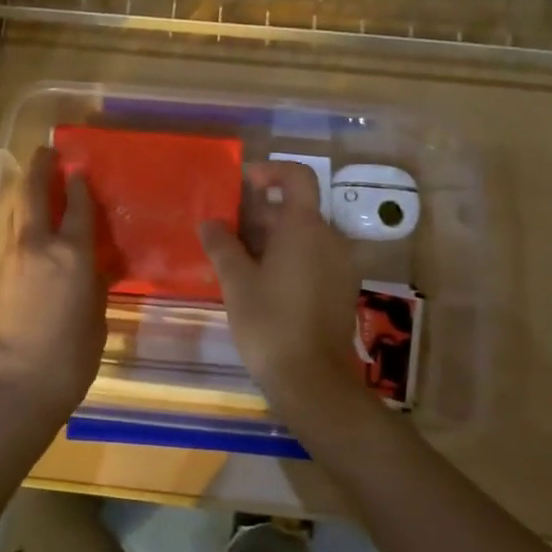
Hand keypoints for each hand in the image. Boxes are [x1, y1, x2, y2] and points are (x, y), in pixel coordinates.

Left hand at [0, 145, 105, 428]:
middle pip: (34, 194)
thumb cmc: (68, 361)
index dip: (80, 186)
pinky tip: (25, 225)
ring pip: (15, 211)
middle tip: (46, 152)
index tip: (79, 168)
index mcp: (72, 256)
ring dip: (24, 190)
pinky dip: (17, 220)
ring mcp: (10, 259)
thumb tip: (92, 268)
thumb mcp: (95, 321)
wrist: (11, 390)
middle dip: (40, 168)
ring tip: (33, 179)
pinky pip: (8, 235)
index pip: (79, 208)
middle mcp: (38, 247)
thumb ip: (94, 286)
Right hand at [199, 161, 375, 439]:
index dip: (271, 171)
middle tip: (227, 233)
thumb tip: (210, 223)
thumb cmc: (270, 323)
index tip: (243, 183)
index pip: (297, 176)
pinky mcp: (342, 289)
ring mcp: (341, 265)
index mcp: (305, 227)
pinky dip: (289, 258)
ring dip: (272, 238)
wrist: (313, 381)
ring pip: (304, 236)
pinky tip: (261, 284)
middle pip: (296, 208)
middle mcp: (330, 238)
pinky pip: (314, 258)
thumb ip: (222, 245)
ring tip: (238, 262)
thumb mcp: (236, 281)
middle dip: (261, 213)